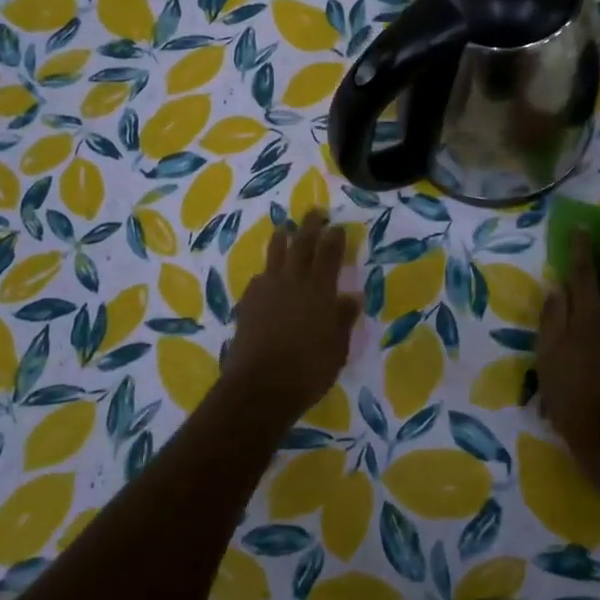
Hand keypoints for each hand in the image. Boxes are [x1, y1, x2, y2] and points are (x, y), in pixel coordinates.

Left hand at [220, 209, 361, 425]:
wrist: (260, 387)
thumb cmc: (308, 370)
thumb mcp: (337, 347)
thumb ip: (343, 318)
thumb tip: (352, 296)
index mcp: (320, 289)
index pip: (329, 253)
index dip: (334, 237)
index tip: (337, 226)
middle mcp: (293, 281)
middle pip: (301, 244)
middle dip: (309, 226)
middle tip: (314, 212)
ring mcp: (267, 290)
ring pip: (275, 255)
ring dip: (282, 240)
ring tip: (284, 230)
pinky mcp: (247, 303)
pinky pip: (259, 278)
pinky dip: (266, 272)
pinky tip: (266, 276)